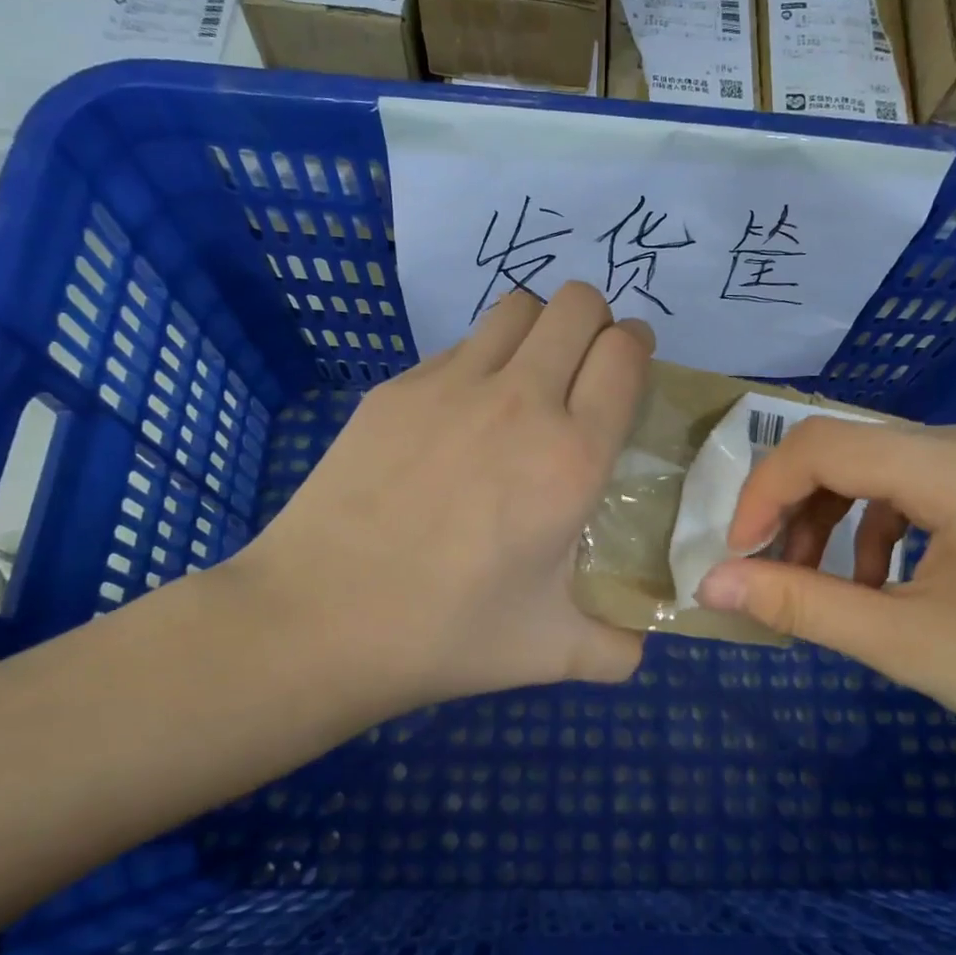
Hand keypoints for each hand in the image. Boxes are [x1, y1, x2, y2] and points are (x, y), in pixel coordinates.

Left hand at [227, 283, 653, 723]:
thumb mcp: (551, 652)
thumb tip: (638, 648)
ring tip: (532, 377)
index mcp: (571, 457)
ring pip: (518, 307)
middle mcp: (520, 402)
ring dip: (540, 327)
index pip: (625, 353)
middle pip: (578, 302)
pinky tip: (462, 416)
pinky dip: (482, 360)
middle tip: (587, 367)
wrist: (317, 620)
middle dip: (597, 321)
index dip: (638, 348)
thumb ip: (615, 648)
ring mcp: (451, 386)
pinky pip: (459, 346)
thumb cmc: (445, 633)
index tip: (633, 367)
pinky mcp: (396, 389)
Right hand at [693, 418, 955, 770]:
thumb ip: (799, 604)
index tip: (737, 553)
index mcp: (955, 466)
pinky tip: (881, 582)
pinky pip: (912, 486)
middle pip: (846, 450)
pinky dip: (876, 527)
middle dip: (795, 508)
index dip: (763, 492)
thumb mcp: (903, 642)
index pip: (822, 445)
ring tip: (823, 585)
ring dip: (832, 520)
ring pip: (875, 468)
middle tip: (770, 572)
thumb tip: (709, 585)